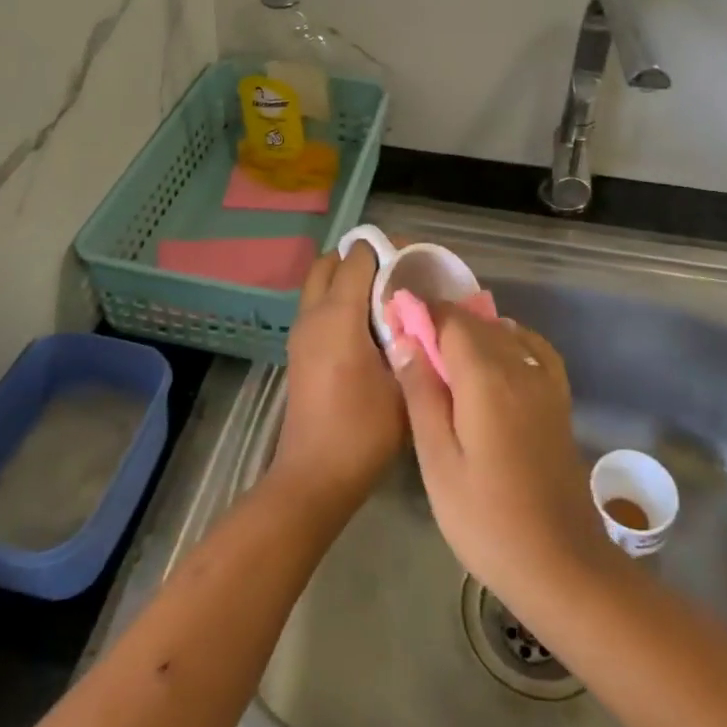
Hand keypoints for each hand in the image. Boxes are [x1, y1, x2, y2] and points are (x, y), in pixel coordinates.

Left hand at [268, 243, 405, 515]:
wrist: (314, 476)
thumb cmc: (363, 430)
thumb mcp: (403, 384)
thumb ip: (415, 340)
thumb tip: (428, 311)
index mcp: (338, 315)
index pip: (357, 258)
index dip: (385, 249)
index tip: (414, 258)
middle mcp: (313, 314)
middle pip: (331, 262)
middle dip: (362, 257)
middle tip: (397, 272)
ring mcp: (301, 332)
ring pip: (320, 283)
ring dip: (347, 277)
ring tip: (386, 296)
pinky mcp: (299, 350)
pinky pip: (317, 305)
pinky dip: (338, 297)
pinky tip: (368, 324)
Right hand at [388, 306, 616, 612]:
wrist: (560, 563)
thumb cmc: (486, 519)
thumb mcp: (438, 462)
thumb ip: (421, 394)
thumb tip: (404, 339)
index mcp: (485, 376)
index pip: (450, 320)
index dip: (421, 312)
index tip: (395, 319)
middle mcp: (518, 365)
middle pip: (476, 322)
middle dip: (442, 320)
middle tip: (409, 340)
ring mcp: (544, 381)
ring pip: (503, 332)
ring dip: (471, 330)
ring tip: (442, 353)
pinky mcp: (558, 398)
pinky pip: (532, 348)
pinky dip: (508, 339)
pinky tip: (495, 356)